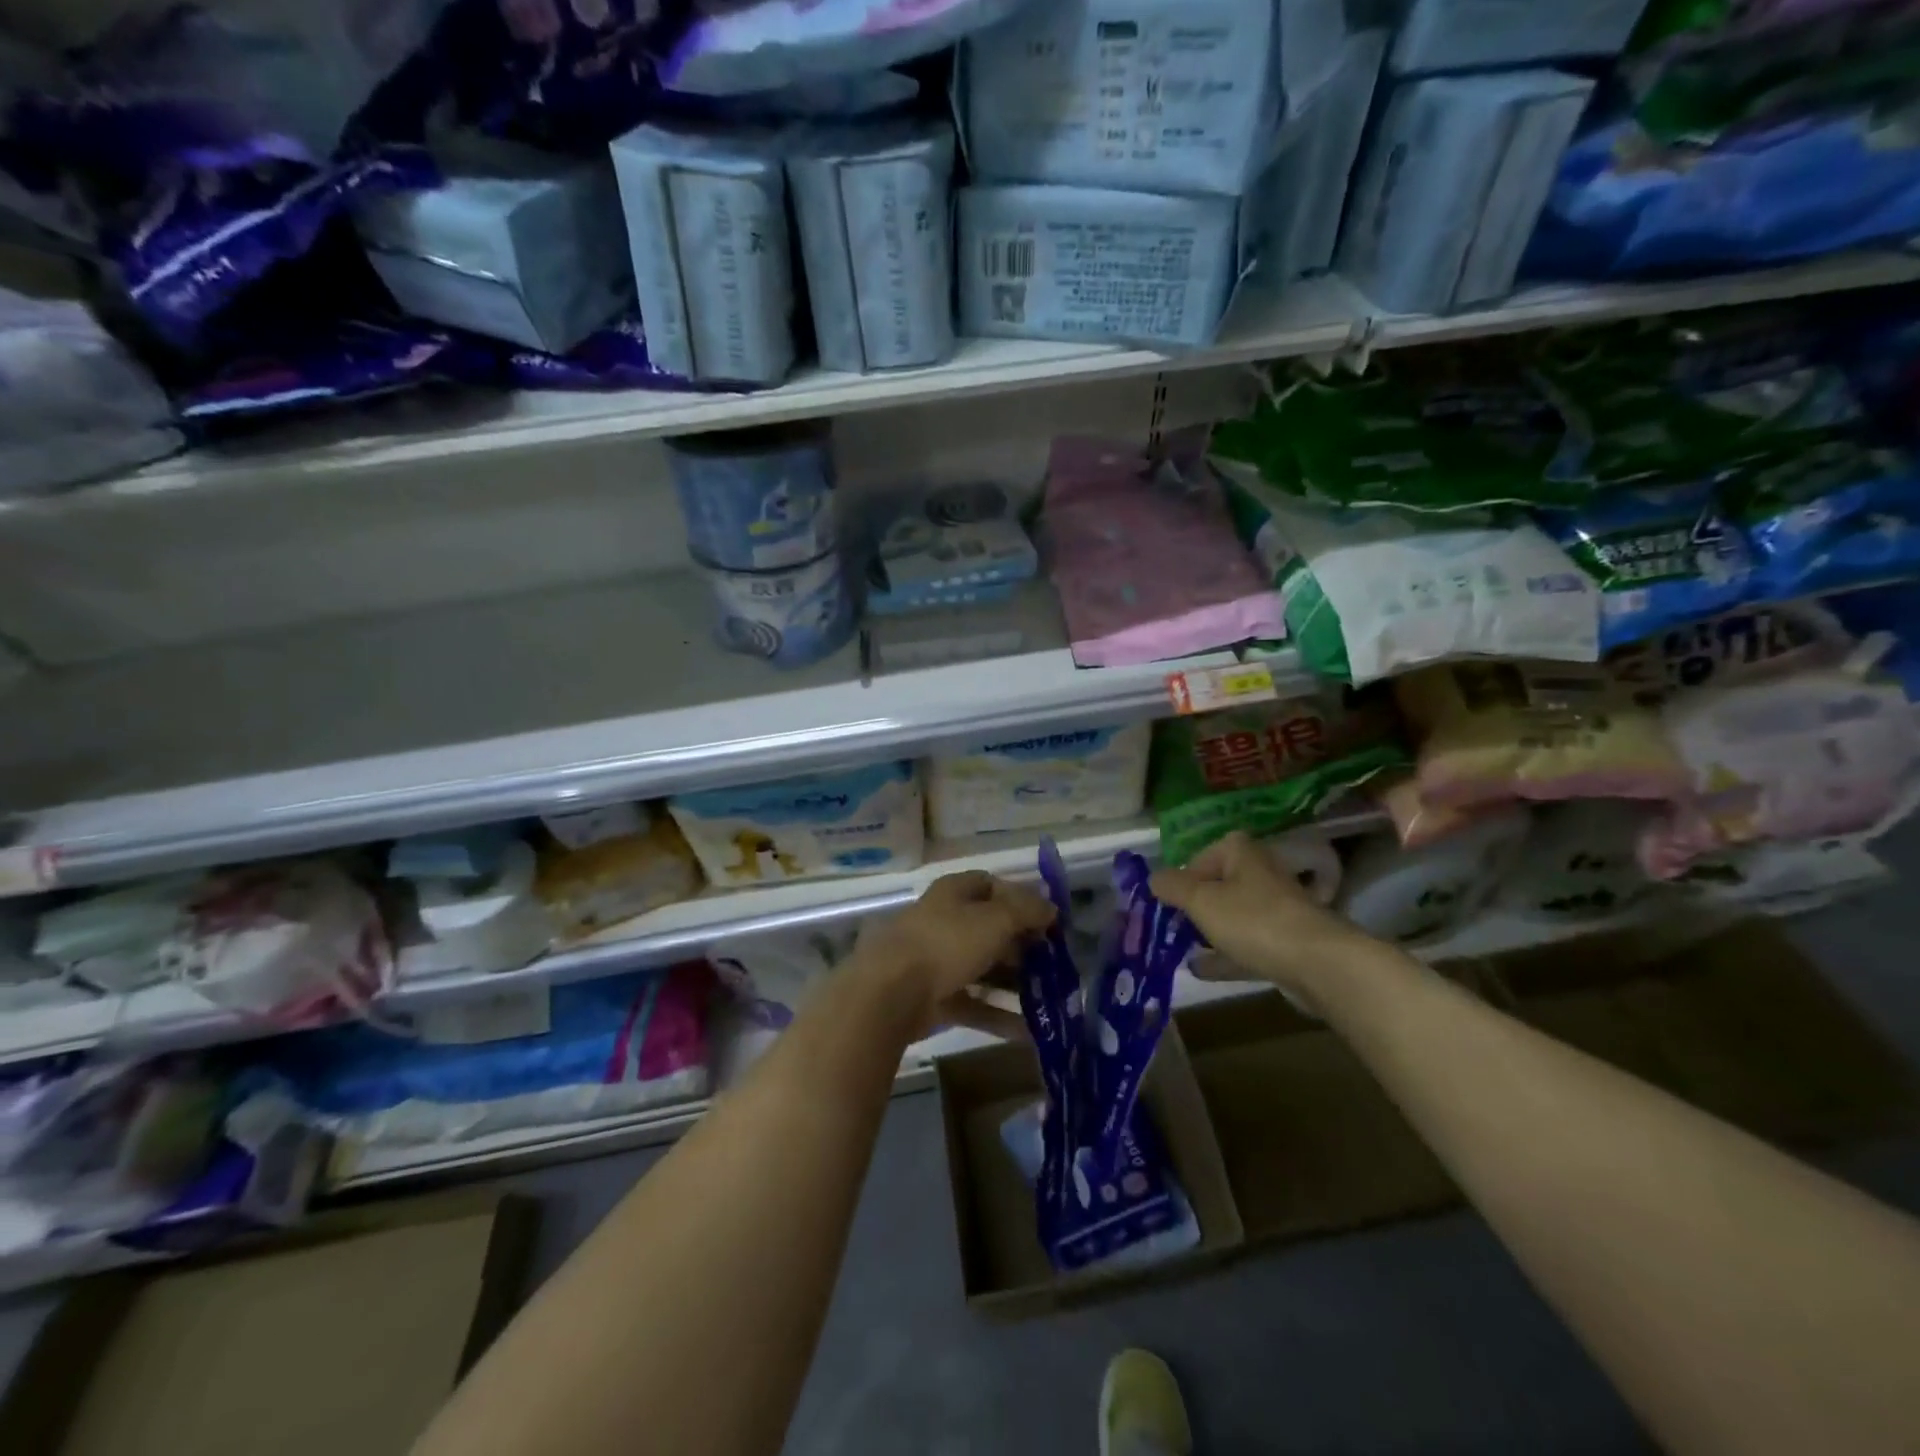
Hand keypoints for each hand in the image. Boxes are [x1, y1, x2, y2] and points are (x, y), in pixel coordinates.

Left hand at [850, 871, 1055, 1035]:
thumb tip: (1051, 907)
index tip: (1047, 920)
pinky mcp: (935, 998)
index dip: (1020, 899)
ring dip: (1015, 982)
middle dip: (1022, 945)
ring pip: (984, 968)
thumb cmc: (947, 942)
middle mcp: (945, 921)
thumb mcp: (995, 919)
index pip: (991, 885)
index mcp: (954, 892)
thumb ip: (1027, 911)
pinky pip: (975, 1003)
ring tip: (1049, 998)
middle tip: (1054, 963)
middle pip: (989, 929)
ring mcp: (938, 961)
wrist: (890, 992)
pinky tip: (1030, 1032)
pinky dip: (1000, 1015)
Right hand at [1151, 832, 1377, 1005]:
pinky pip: (1246, 945)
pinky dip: (1223, 955)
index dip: (1181, 876)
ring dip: (1207, 932)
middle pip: (1217, 887)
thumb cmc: (1253, 920)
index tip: (1165, 900)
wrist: (1318, 963)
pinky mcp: (1285, 943)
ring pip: (1232, 918)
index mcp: (1241, 853)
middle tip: (1169, 926)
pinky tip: (1200, 970)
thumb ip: (1172, 887)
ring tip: (1178, 949)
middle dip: (1192, 907)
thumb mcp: (1200, 900)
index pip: (1202, 855)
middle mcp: (1260, 874)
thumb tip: (1152, 878)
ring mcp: (1276, 910)